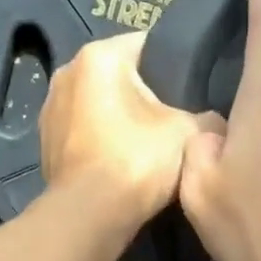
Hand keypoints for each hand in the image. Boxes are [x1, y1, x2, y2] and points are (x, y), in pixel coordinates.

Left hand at [39, 31, 201, 222]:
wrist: (89, 216)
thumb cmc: (137, 160)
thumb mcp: (190, 133)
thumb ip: (208, 117)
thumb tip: (214, 122)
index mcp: (98, 56)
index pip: (148, 44)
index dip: (175, 64)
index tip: (195, 87)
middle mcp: (66, 73)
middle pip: (120, 76)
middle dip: (146, 94)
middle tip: (177, 119)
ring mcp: (50, 110)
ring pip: (100, 106)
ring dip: (121, 121)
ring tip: (150, 145)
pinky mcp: (45, 145)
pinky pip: (84, 134)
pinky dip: (102, 144)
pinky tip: (123, 164)